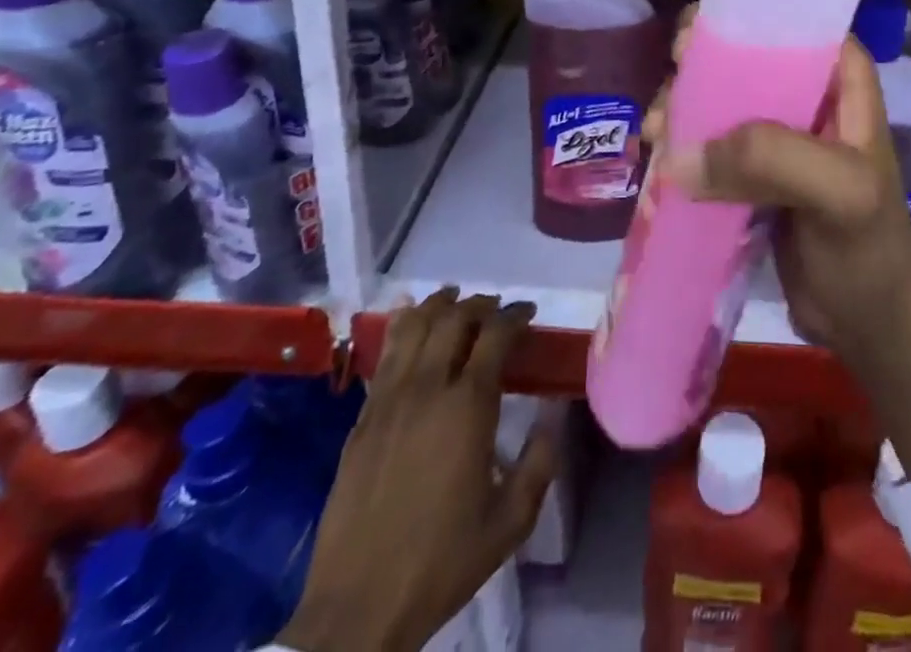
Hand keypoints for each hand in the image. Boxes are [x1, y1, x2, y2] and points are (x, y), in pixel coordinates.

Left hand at [279, 291, 559, 651]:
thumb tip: (553, 416)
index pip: (496, 334)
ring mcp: (389, 399)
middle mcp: (428, 387)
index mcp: (468, 406)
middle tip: (496, 310)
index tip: (528, 312)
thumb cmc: (441, 562)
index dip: (515, 314)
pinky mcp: (362, 417)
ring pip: (415, 326)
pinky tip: (410, 321)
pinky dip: (403, 326)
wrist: (357, 609)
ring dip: (440, 305)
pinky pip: (385, 353)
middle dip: (481, 304)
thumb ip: (540, 463)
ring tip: (455, 301)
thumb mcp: (510, 522)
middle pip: (455, 318)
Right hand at [646, 11, 910, 478]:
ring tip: (655, 139)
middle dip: (696, 72)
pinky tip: (657, 163)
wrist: (869, 324)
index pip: (787, 23)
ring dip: (682, 112)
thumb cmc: (869, 248)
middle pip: (741, 58)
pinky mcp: (752, 173)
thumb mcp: (839, 192)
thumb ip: (770, 158)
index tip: (688, 42)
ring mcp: (776, 135)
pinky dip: (682, 149)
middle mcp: (805, 94)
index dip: (737, 20)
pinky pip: (710, 145)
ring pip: (719, 101)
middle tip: (667, 104)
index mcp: (839, 77)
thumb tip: (677, 158)